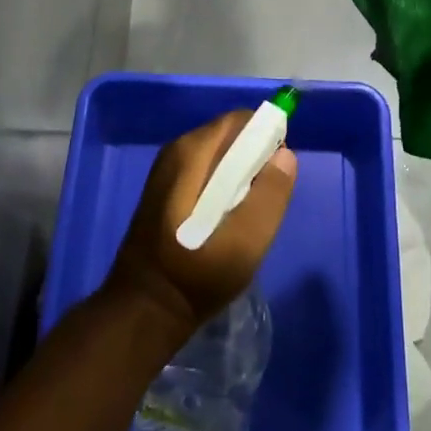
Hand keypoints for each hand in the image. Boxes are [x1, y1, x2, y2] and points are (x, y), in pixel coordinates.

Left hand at [105, 112, 297, 339]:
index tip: (278, 173)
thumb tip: (286, 155)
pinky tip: (225, 221)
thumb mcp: (245, 242)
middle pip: (230, 135)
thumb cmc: (196, 275)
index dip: (267, 137)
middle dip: (255, 159)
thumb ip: (270, 195)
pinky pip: (205, 170)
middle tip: (265, 200)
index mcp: (192, 152)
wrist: (144, 310)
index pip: (241, 120)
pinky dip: (223, 185)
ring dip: (240, 175)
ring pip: (219, 154)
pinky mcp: (165, 188)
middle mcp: (176, 150)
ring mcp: (167, 169)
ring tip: (247, 214)